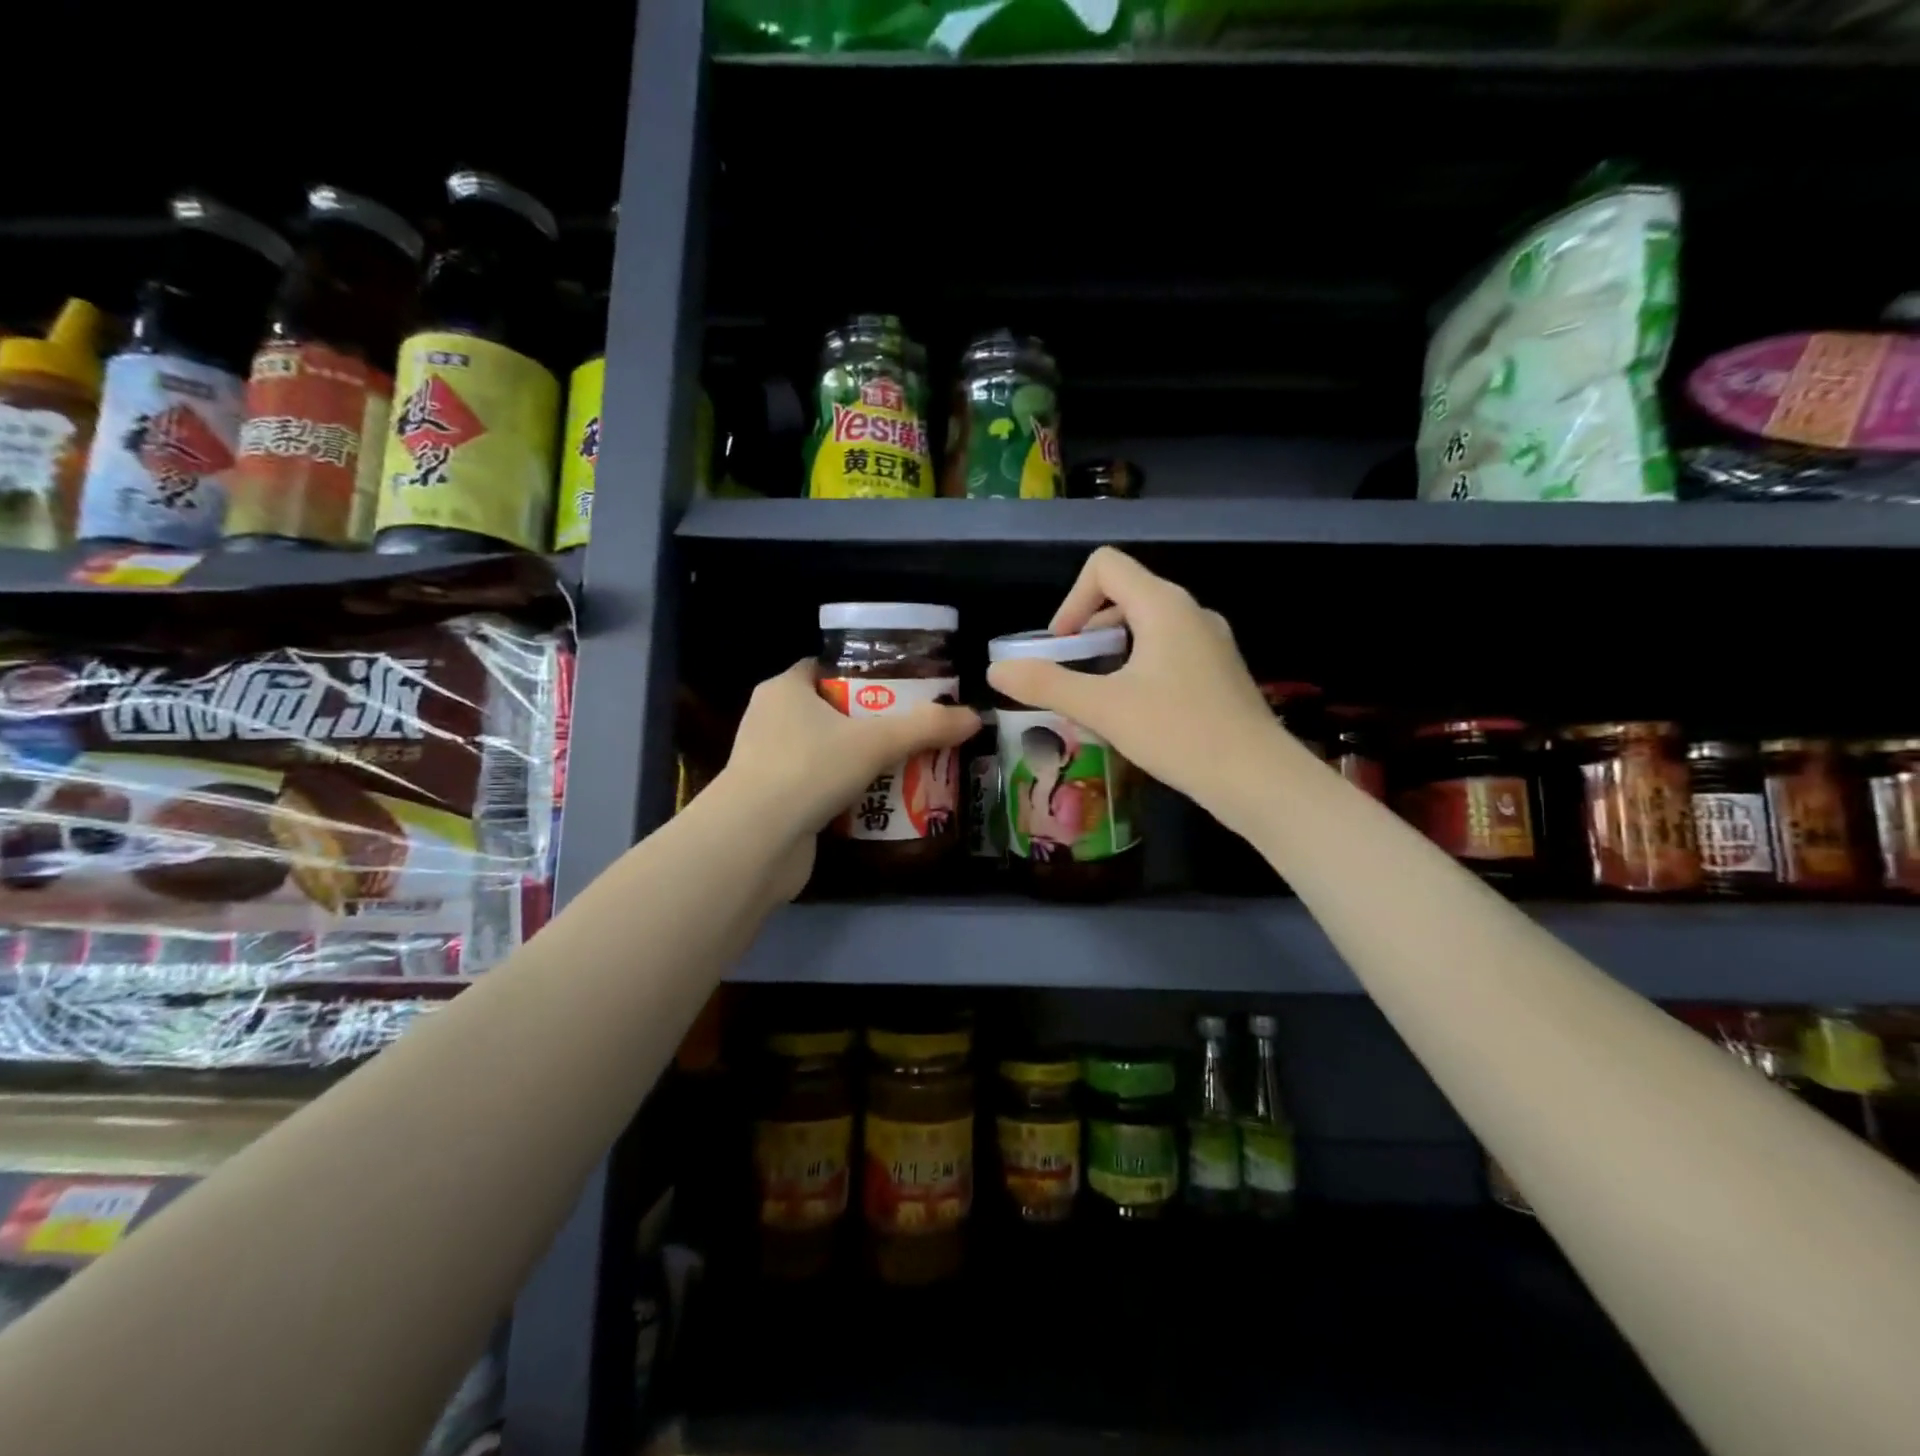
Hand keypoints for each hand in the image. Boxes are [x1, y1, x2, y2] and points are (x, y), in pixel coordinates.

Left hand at [715, 659, 978, 895]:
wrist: (757, 841)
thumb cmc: (810, 769)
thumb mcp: (876, 742)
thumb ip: (927, 728)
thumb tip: (974, 718)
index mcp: (784, 690)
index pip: (823, 668)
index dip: (861, 674)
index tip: (899, 688)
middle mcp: (769, 720)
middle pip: (829, 711)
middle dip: (869, 722)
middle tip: (911, 730)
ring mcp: (767, 763)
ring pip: (824, 752)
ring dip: (859, 760)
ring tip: (903, 765)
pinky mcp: (773, 800)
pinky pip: (817, 786)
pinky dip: (844, 791)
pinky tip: (878, 801)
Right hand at [986, 548, 1280, 825]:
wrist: (1257, 778)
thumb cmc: (1178, 733)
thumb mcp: (1103, 708)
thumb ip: (1046, 684)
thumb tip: (995, 670)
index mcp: (1163, 605)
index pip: (1106, 566)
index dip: (1072, 599)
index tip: (1063, 647)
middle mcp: (1191, 611)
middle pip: (1125, 594)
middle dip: (1089, 628)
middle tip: (1075, 674)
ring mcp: (1211, 640)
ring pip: (1148, 624)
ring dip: (1113, 650)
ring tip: (1101, 696)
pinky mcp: (1220, 668)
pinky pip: (1169, 649)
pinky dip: (1140, 666)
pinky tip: (1137, 711)